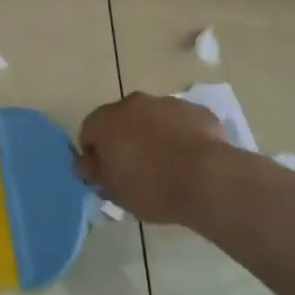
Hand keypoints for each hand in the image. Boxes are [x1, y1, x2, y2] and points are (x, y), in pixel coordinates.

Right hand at [77, 92, 238, 225]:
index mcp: (106, 121)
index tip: (106, 175)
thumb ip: (96, 173)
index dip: (94, 154)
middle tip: (134, 170)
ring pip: (151, 118)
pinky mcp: (196, 110)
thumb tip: (86, 163)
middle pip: (120, 120)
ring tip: (166, 166)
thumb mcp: (116, 192)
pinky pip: (180, 122)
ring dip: (152, 135)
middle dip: (123, 140)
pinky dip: (180, 135)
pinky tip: (190, 160)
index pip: (88, 132)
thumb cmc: (153, 188)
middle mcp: (133, 103)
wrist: (209, 179)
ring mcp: (167, 103)